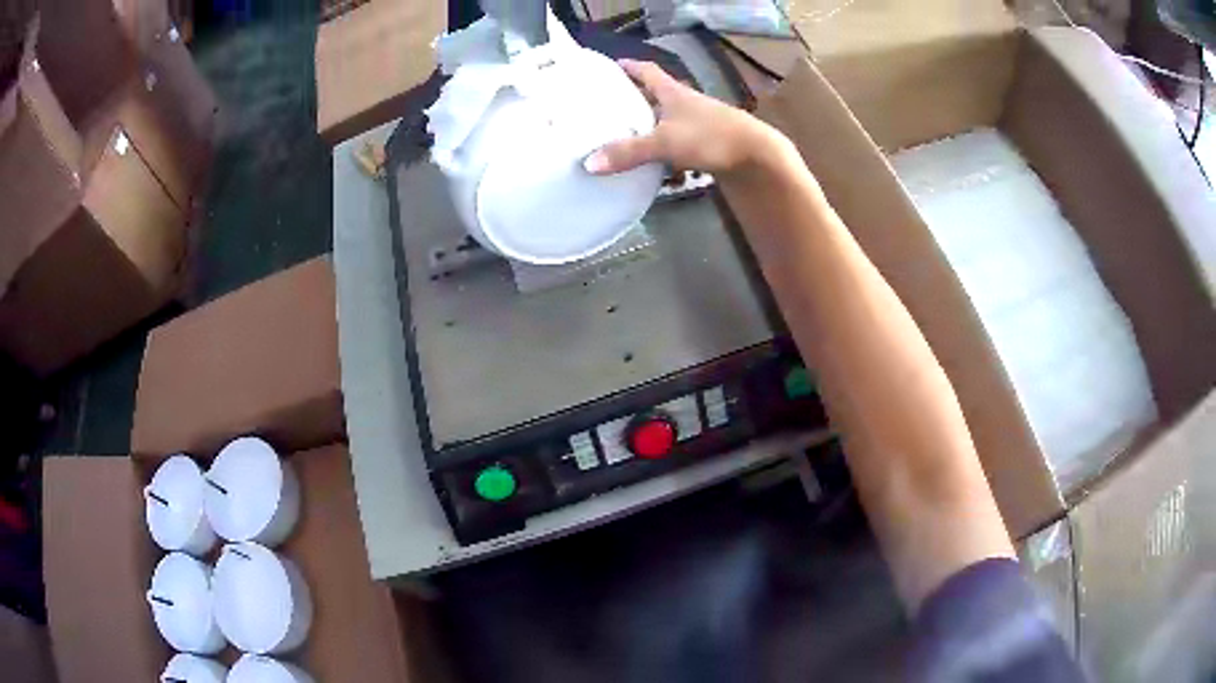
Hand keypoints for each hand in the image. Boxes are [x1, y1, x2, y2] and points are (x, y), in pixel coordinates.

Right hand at [584, 59, 783, 175]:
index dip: (632, 67)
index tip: (615, 64)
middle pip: (658, 97)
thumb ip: (628, 152)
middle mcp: (688, 104)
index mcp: (675, 93)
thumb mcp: (664, 142)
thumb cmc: (710, 137)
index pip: (648, 72)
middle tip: (613, 107)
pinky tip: (661, 173)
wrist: (757, 157)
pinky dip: (669, 157)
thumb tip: (589, 163)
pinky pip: (682, 147)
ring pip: (670, 123)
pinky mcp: (711, 146)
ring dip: (653, 130)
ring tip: (630, 141)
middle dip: (638, 100)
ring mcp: (702, 125)